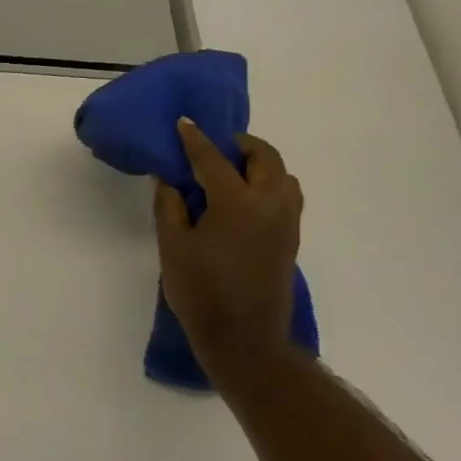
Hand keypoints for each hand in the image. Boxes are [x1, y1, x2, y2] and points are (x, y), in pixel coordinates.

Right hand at [153, 118, 304, 368]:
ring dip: (260, 164)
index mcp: (238, 202)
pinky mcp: (291, 239)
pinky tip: (243, 199)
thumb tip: (169, 178)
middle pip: (265, 157)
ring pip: (283, 176)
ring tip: (232, 172)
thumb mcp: (173, 247)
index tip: (184, 123)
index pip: (213, 160)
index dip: (195, 140)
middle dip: (241, 145)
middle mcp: (271, 204)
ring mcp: (287, 222)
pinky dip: (268, 184)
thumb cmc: (201, 291)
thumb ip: (170, 206)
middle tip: (215, 146)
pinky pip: (286, 196)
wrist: (244, 337)